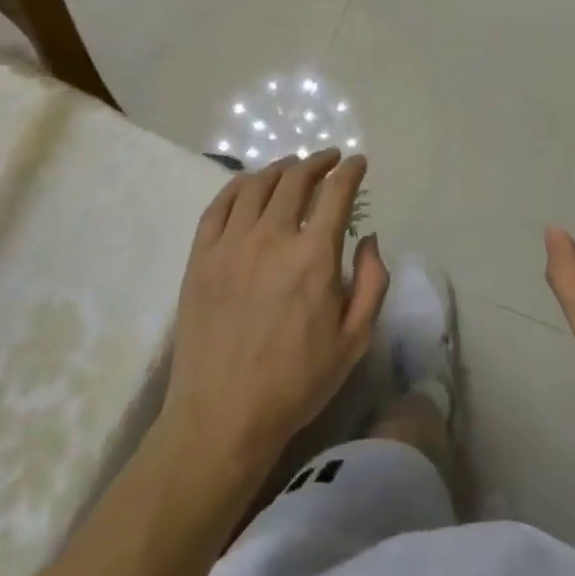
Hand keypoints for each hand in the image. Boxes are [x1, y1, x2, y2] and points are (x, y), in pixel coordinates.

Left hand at [162, 151, 389, 471]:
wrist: (222, 416)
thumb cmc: (296, 382)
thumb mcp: (354, 340)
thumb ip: (372, 282)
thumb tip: (369, 237)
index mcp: (313, 256)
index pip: (336, 193)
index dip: (351, 171)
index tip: (358, 163)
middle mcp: (272, 237)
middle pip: (296, 179)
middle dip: (318, 162)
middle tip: (329, 159)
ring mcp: (231, 244)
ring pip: (258, 184)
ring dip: (280, 168)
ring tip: (292, 166)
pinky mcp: (202, 256)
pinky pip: (220, 205)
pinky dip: (239, 185)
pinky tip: (249, 183)